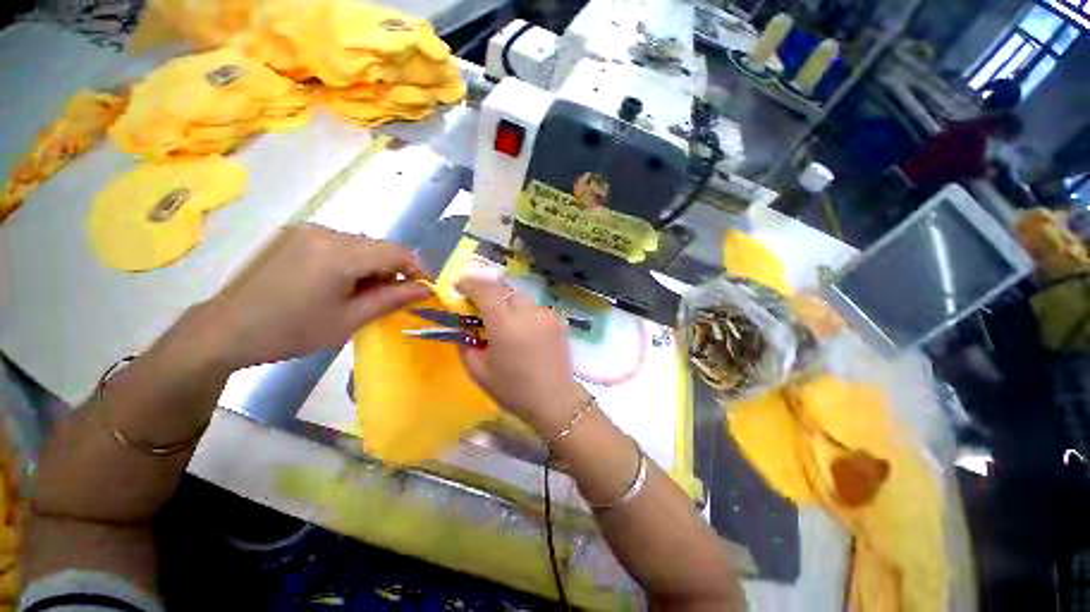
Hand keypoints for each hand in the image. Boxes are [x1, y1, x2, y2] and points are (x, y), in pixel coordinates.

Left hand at [204, 224, 429, 368]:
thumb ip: (392, 299)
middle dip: (393, 270)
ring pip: (360, 245)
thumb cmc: (291, 331)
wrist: (225, 330)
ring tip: (359, 294)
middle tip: (388, 298)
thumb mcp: (350, 319)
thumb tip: (425, 289)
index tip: (424, 289)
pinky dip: (352, 261)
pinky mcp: (295, 234)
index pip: (397, 252)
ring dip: (372, 266)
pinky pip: (339, 243)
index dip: (417, 269)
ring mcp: (307, 230)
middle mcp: (325, 232)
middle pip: (379, 246)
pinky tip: (337, 283)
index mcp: (339, 254)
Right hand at [455, 277, 584, 433]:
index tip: (459, 287)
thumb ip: (466, 343)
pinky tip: (523, 332)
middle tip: (479, 308)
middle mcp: (528, 312)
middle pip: (503, 290)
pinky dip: (523, 314)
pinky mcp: (558, 319)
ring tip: (504, 324)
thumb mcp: (479, 371)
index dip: (469, 283)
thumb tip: (464, 324)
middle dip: (488, 294)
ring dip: (507, 305)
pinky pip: (534, 308)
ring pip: (520, 298)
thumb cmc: (514, 390)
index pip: (486, 289)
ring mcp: (546, 314)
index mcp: (506, 325)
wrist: (555, 401)